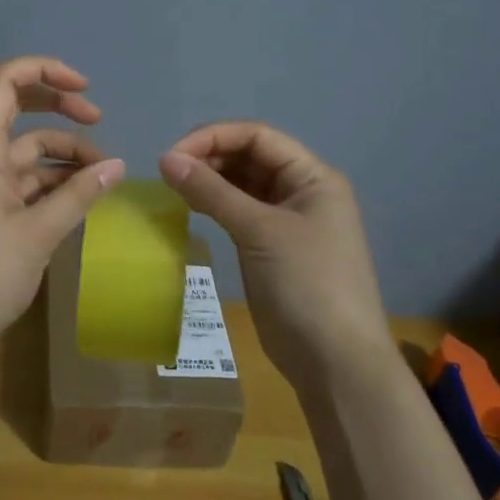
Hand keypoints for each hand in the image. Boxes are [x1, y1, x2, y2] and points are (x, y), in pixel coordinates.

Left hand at [0, 57, 125, 350]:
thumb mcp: (38, 234)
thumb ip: (79, 196)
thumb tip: (118, 166)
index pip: (1, 82)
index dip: (42, 70)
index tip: (84, 89)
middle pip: (16, 107)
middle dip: (59, 106)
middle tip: (99, 119)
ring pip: (27, 149)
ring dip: (64, 153)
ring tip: (103, 175)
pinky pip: (25, 179)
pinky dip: (54, 181)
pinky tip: (83, 197)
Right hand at [159, 123, 387, 382]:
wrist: (335, 363)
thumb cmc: (306, 285)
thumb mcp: (259, 231)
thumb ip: (212, 191)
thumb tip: (165, 159)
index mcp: (313, 177)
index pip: (258, 136)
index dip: (214, 137)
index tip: (172, 155)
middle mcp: (302, 191)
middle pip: (250, 156)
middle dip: (209, 157)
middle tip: (168, 173)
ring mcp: (287, 220)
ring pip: (242, 184)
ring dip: (210, 180)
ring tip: (174, 187)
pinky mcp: (271, 247)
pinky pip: (240, 211)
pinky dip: (215, 205)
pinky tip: (190, 207)